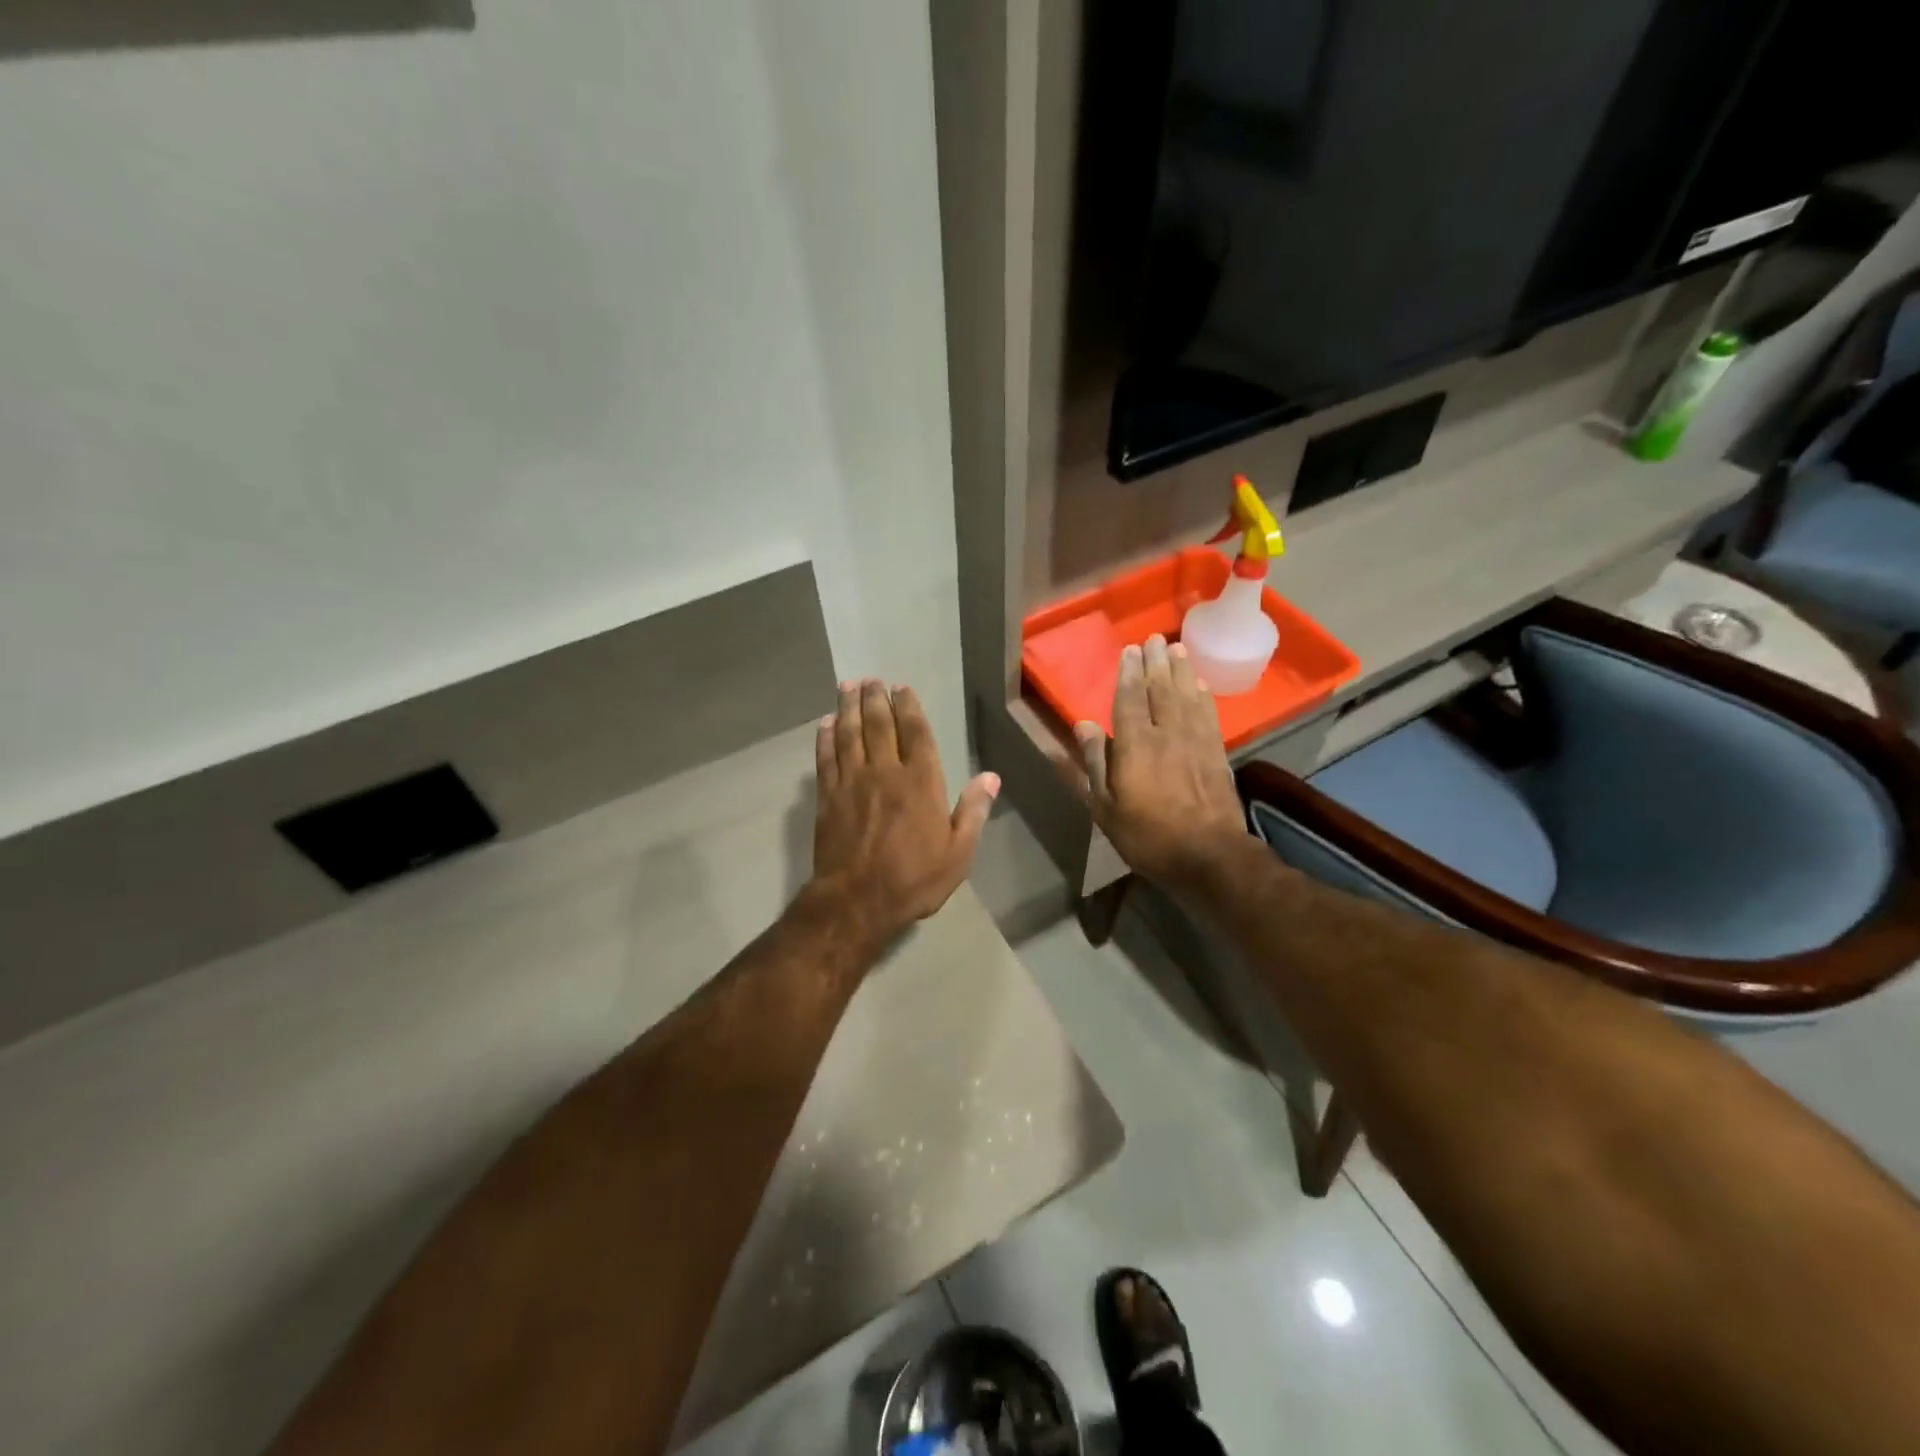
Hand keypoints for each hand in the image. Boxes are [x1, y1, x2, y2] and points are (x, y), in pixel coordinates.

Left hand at [809, 679, 999, 949]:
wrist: (857, 902)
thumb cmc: (914, 879)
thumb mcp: (958, 853)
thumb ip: (973, 812)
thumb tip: (991, 777)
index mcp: (921, 782)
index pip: (915, 732)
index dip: (909, 707)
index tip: (902, 688)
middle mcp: (885, 772)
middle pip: (878, 725)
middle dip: (875, 699)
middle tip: (871, 679)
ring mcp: (852, 782)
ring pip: (850, 734)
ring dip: (849, 707)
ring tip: (848, 686)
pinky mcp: (827, 797)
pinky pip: (826, 758)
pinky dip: (826, 737)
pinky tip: (827, 723)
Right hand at [1075, 636, 1245, 888]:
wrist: (1209, 856)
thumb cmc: (1147, 836)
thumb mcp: (1105, 806)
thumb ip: (1095, 762)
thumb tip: (1083, 724)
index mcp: (1135, 745)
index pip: (1130, 698)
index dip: (1129, 672)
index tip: (1130, 650)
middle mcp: (1167, 733)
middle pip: (1162, 689)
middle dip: (1156, 662)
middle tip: (1154, 639)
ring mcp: (1196, 741)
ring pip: (1187, 696)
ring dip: (1181, 671)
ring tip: (1177, 649)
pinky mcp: (1217, 753)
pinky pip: (1208, 714)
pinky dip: (1203, 696)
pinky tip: (1201, 685)